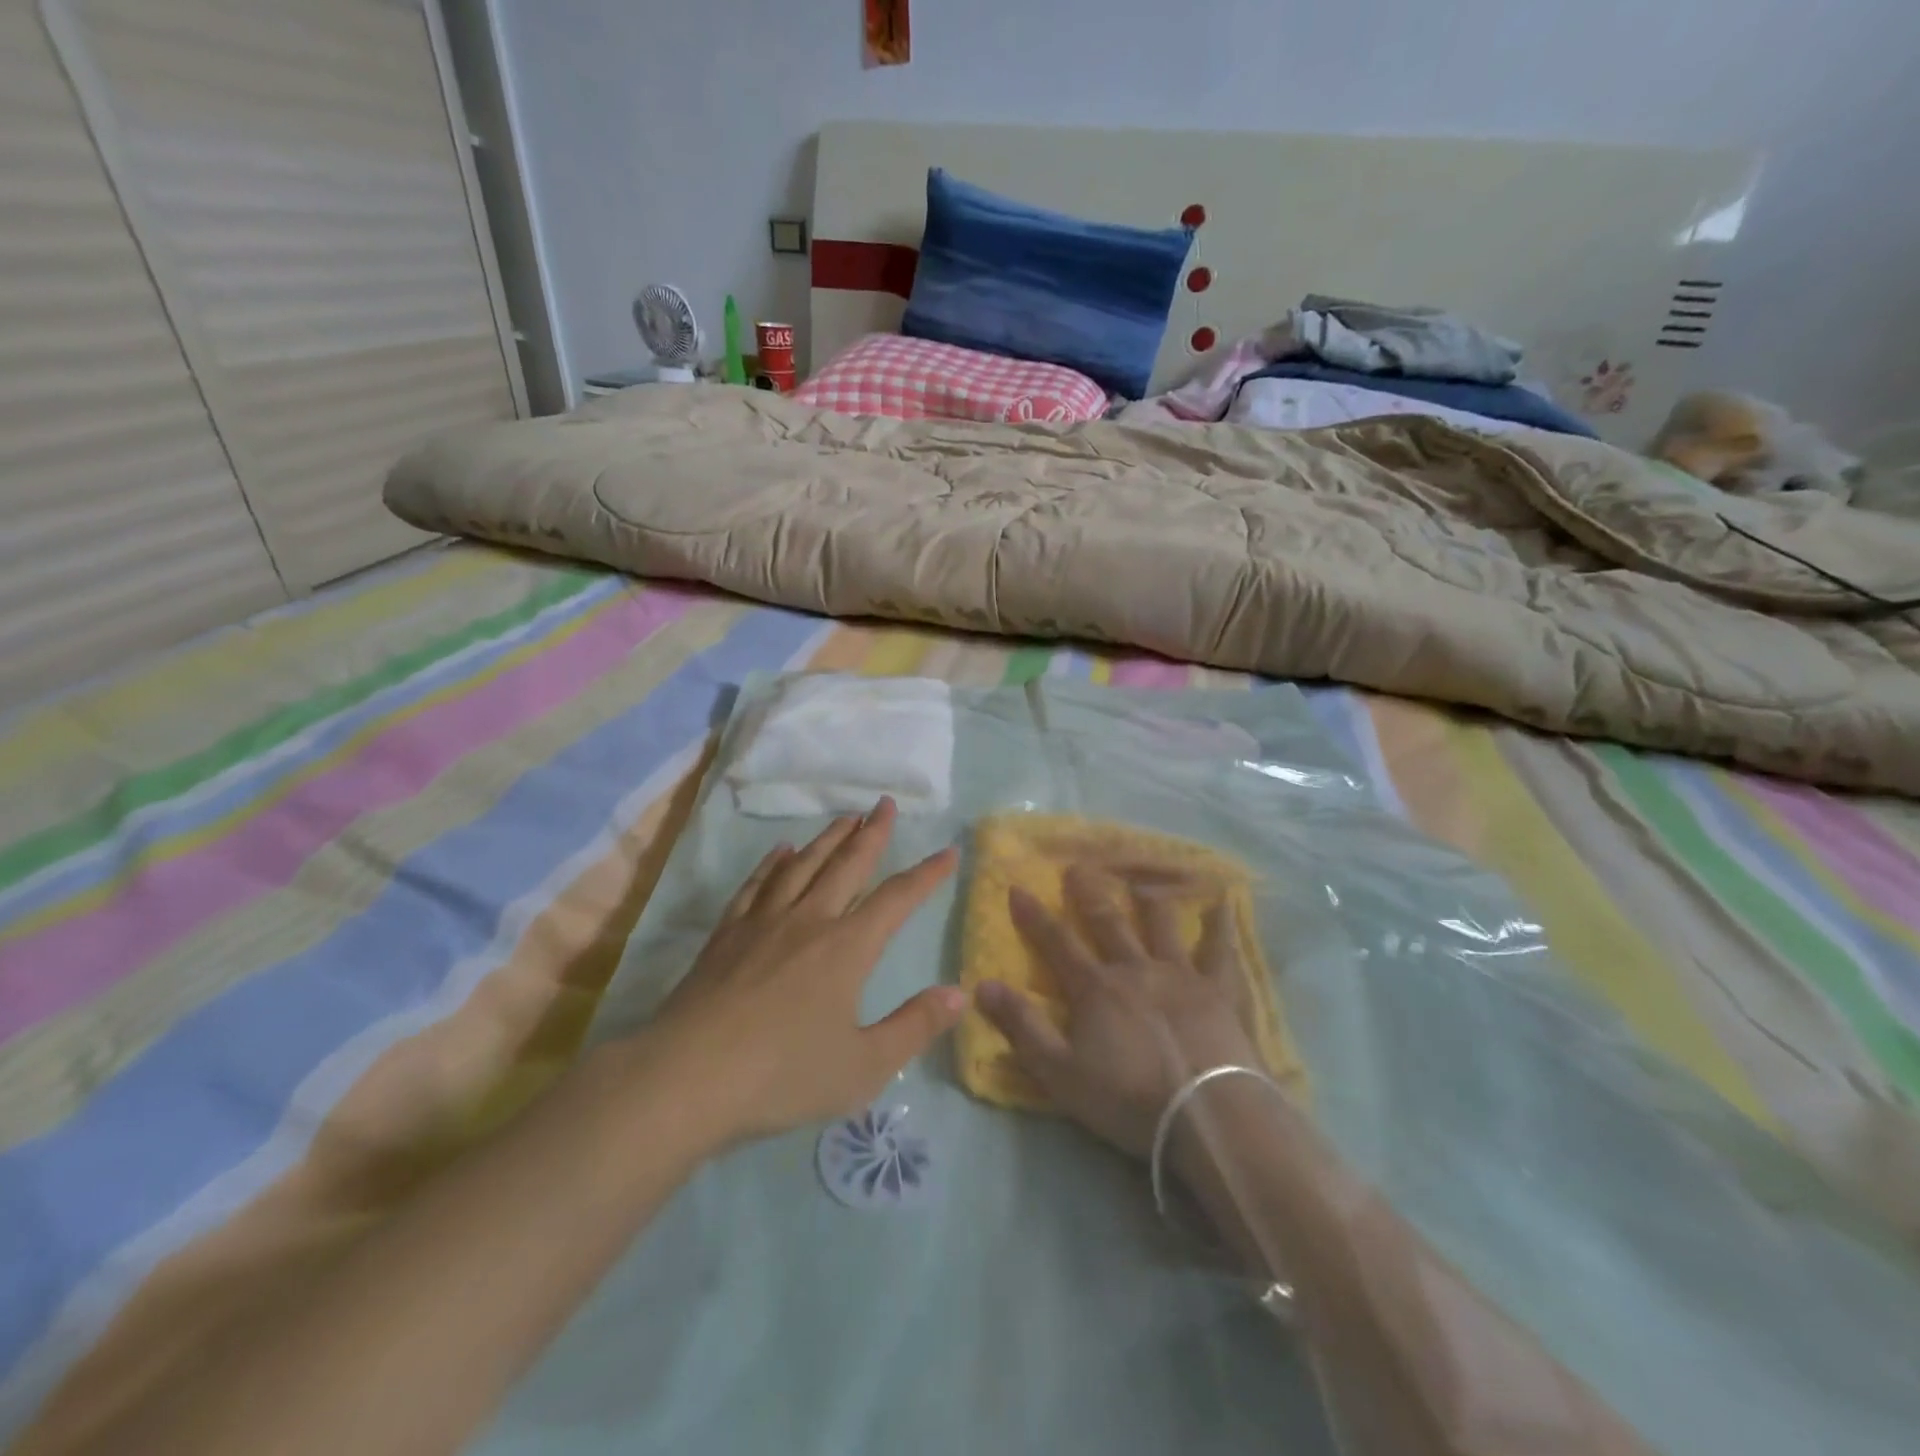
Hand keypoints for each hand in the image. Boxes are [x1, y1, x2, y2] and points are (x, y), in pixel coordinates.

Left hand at [641, 798, 962, 1146]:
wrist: (687, 1078)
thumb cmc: (782, 1076)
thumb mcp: (863, 1066)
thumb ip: (915, 1026)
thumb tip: (959, 992)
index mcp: (847, 948)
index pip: (896, 898)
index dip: (926, 874)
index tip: (947, 852)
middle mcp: (809, 921)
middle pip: (847, 865)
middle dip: (872, 834)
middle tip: (885, 804)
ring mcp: (763, 923)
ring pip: (802, 866)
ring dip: (828, 839)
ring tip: (845, 818)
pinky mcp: (726, 935)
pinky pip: (756, 886)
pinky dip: (772, 864)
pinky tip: (780, 852)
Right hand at [977, 865, 1258, 1158]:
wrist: (1209, 1115)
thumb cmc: (1129, 1098)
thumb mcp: (1060, 1072)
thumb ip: (1022, 1026)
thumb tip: (982, 985)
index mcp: (1096, 988)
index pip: (1057, 943)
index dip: (1034, 916)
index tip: (1018, 887)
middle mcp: (1135, 969)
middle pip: (1108, 923)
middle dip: (1089, 894)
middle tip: (1078, 868)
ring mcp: (1180, 975)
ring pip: (1162, 926)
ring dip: (1150, 902)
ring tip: (1142, 883)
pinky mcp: (1220, 991)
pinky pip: (1220, 951)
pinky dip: (1221, 926)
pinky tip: (1225, 904)